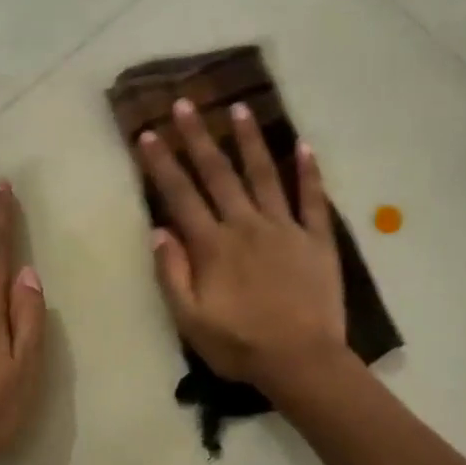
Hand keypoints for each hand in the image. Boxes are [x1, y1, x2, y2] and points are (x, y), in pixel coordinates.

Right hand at [138, 98, 347, 391]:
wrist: (301, 361)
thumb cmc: (240, 346)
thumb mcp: (190, 320)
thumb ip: (172, 274)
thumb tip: (158, 231)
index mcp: (213, 246)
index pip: (181, 196)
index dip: (161, 164)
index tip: (148, 134)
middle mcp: (246, 226)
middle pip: (218, 174)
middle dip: (198, 138)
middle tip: (185, 103)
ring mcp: (285, 229)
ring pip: (264, 175)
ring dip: (249, 141)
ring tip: (238, 108)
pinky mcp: (317, 240)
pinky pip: (313, 199)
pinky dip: (309, 172)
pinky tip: (303, 146)